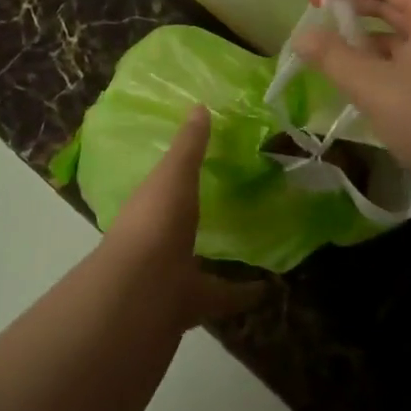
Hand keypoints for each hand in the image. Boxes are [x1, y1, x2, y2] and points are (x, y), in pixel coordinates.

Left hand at [100, 106, 263, 328]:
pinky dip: (244, 292)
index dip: (178, 174)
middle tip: (229, 199)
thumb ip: (189, 146)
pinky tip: (269, 287)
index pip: (162, 186)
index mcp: (148, 206)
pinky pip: (222, 295)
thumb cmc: (155, 223)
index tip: (203, 163)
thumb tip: (199, 106)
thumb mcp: (174, 175)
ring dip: (217, 255)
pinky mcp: (191, 304)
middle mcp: (155, 240)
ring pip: (196, 261)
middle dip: (195, 217)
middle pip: (178, 225)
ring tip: (250, 240)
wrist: (141, 295)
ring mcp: (170, 274)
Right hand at [293, 0, 410, 227]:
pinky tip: (358, 80)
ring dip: (366, 36)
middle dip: (355, 4)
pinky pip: (409, 62)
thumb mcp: (373, 86)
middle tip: (318, 12)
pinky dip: (381, 62)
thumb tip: (301, 36)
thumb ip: (333, 56)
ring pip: (402, 35)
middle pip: (397, 3)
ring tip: (330, 48)